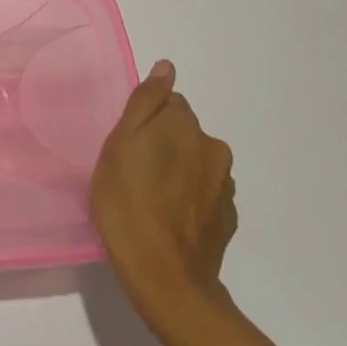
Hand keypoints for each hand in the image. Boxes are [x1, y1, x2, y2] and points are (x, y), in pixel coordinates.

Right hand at [90, 60, 237, 341]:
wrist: (165, 278)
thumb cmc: (128, 204)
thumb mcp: (119, 145)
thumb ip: (145, 102)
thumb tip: (167, 67)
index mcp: (185, 125)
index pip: (168, 103)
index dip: (145, 121)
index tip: (127, 145)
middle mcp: (213, 148)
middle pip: (184, 132)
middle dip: (163, 143)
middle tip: (133, 173)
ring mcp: (225, 185)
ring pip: (196, 163)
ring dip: (178, 170)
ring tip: (150, 200)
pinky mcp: (227, 217)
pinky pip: (205, 194)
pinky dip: (189, 198)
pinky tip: (169, 219)